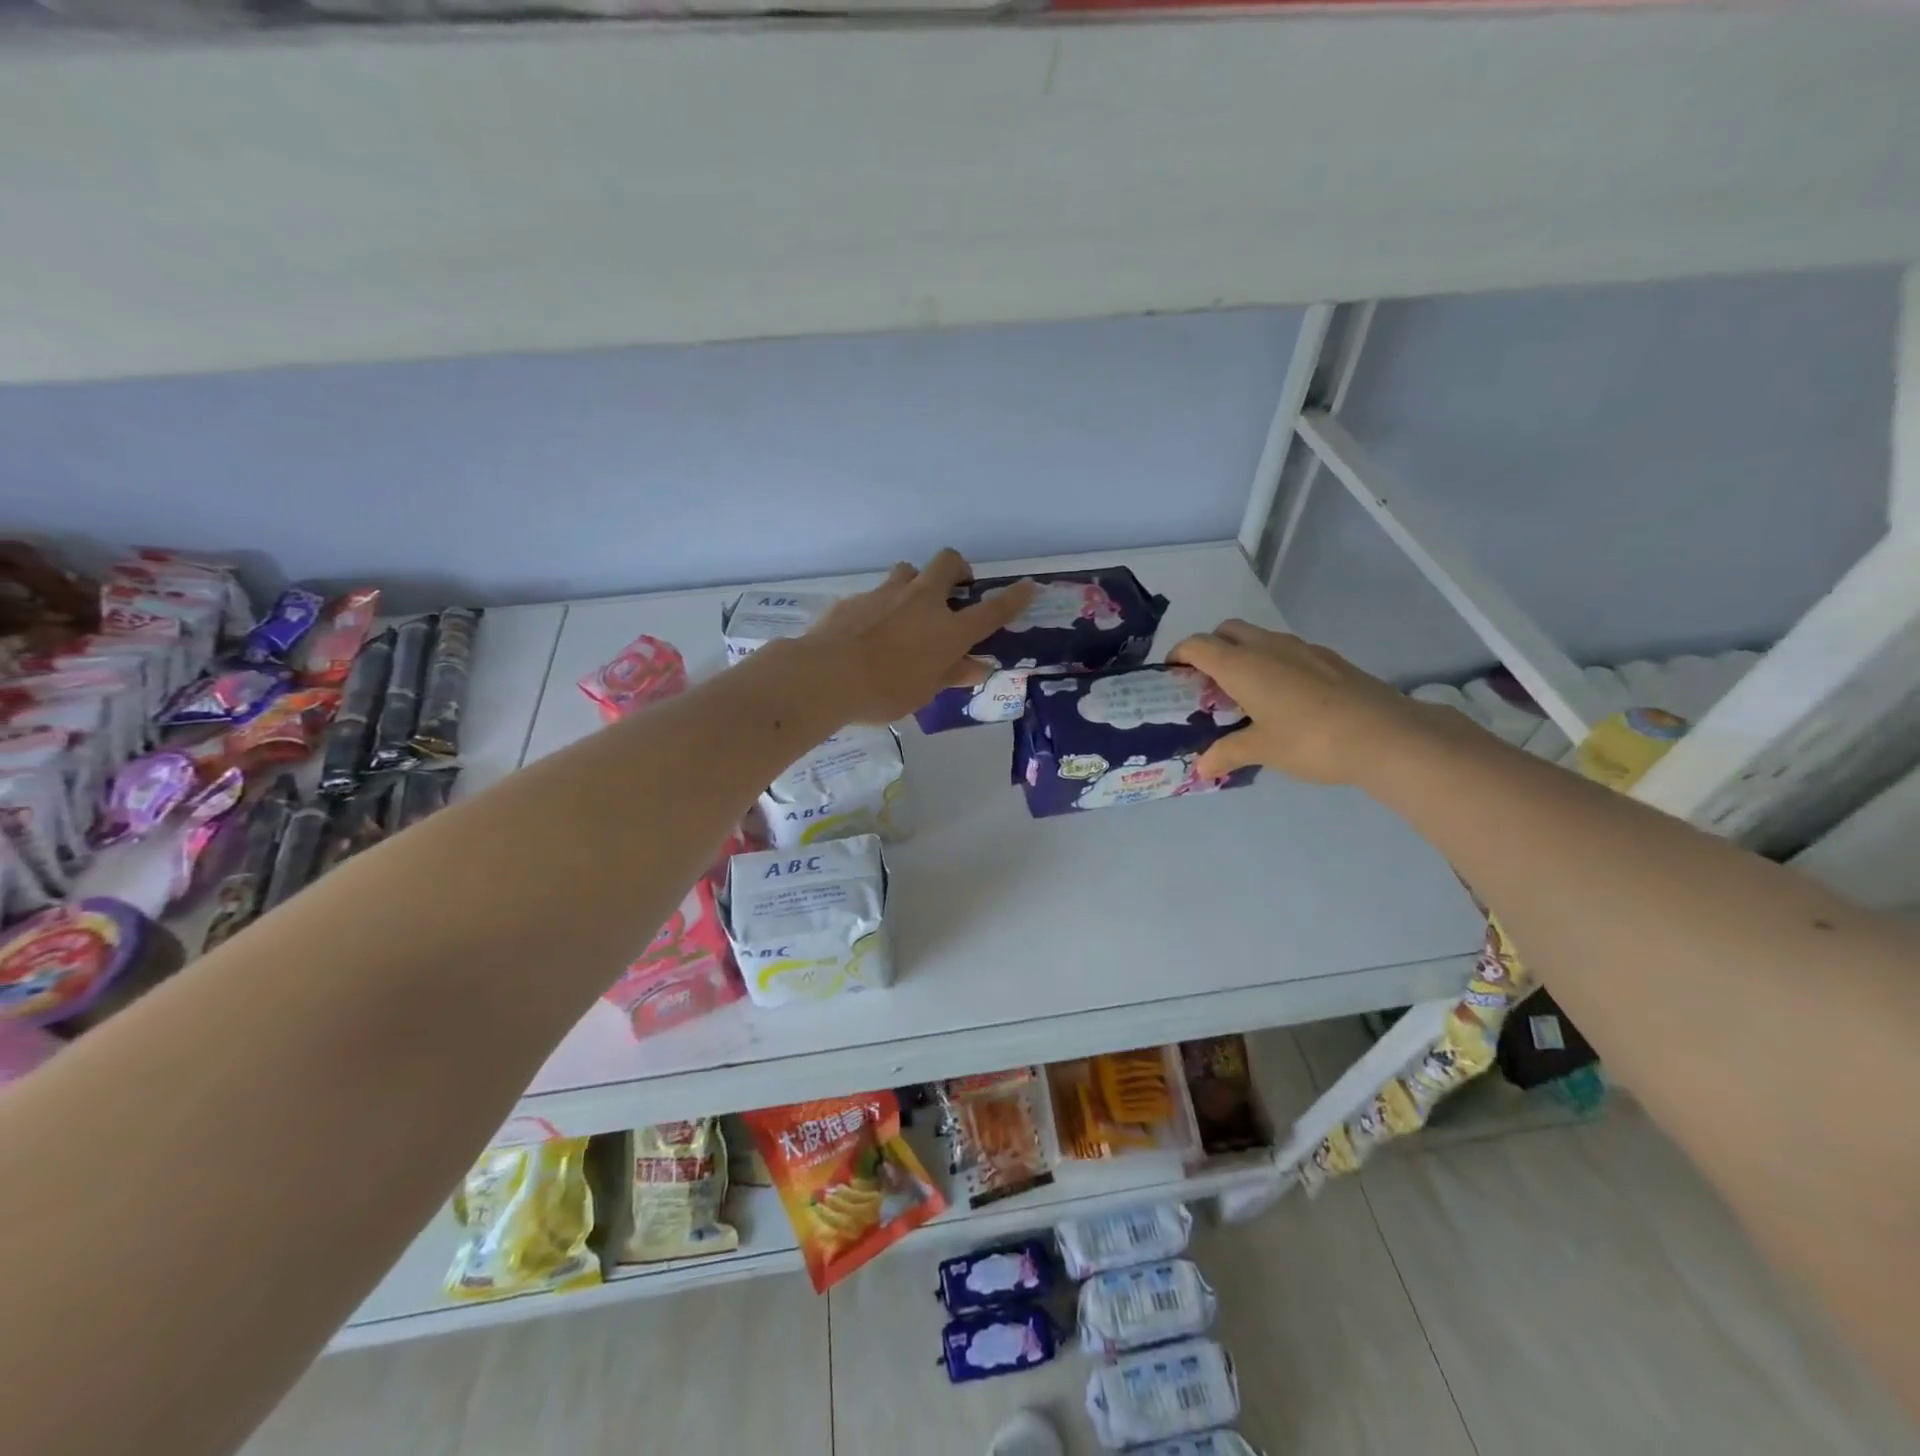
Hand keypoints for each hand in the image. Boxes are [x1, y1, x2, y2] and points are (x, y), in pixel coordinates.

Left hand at [801, 549, 1035, 724]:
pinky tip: (869, 631)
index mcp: (948, 630)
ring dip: (915, 583)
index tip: (1027, 587)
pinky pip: (876, 594)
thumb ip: (951, 674)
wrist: (826, 675)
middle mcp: (922, 602)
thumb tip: (976, 667)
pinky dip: (881, 606)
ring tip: (908, 610)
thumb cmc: (884, 692)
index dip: (1013, 597)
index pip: (992, 610)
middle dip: (958, 569)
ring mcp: (887, 594)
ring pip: (909, 571)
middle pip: (949, 563)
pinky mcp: (857, 598)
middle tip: (955, 589)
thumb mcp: (924, 692)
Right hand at [1169, 619, 1431, 783]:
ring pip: (1259, 638)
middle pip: (1227, 631)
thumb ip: (1227, 753)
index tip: (1171, 676)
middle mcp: (1268, 647)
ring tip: (1244, 693)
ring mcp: (1302, 648)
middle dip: (1210, 649)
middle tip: (1207, 683)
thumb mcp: (1262, 750)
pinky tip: (1284, 699)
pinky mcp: (1329, 658)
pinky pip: (1287, 651)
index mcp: (1242, 665)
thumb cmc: (1310, 740)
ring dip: (1243, 655)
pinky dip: (1272, 664)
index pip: (1197, 645)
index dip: (1178, 655)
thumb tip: (1201, 768)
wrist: (1387, 735)